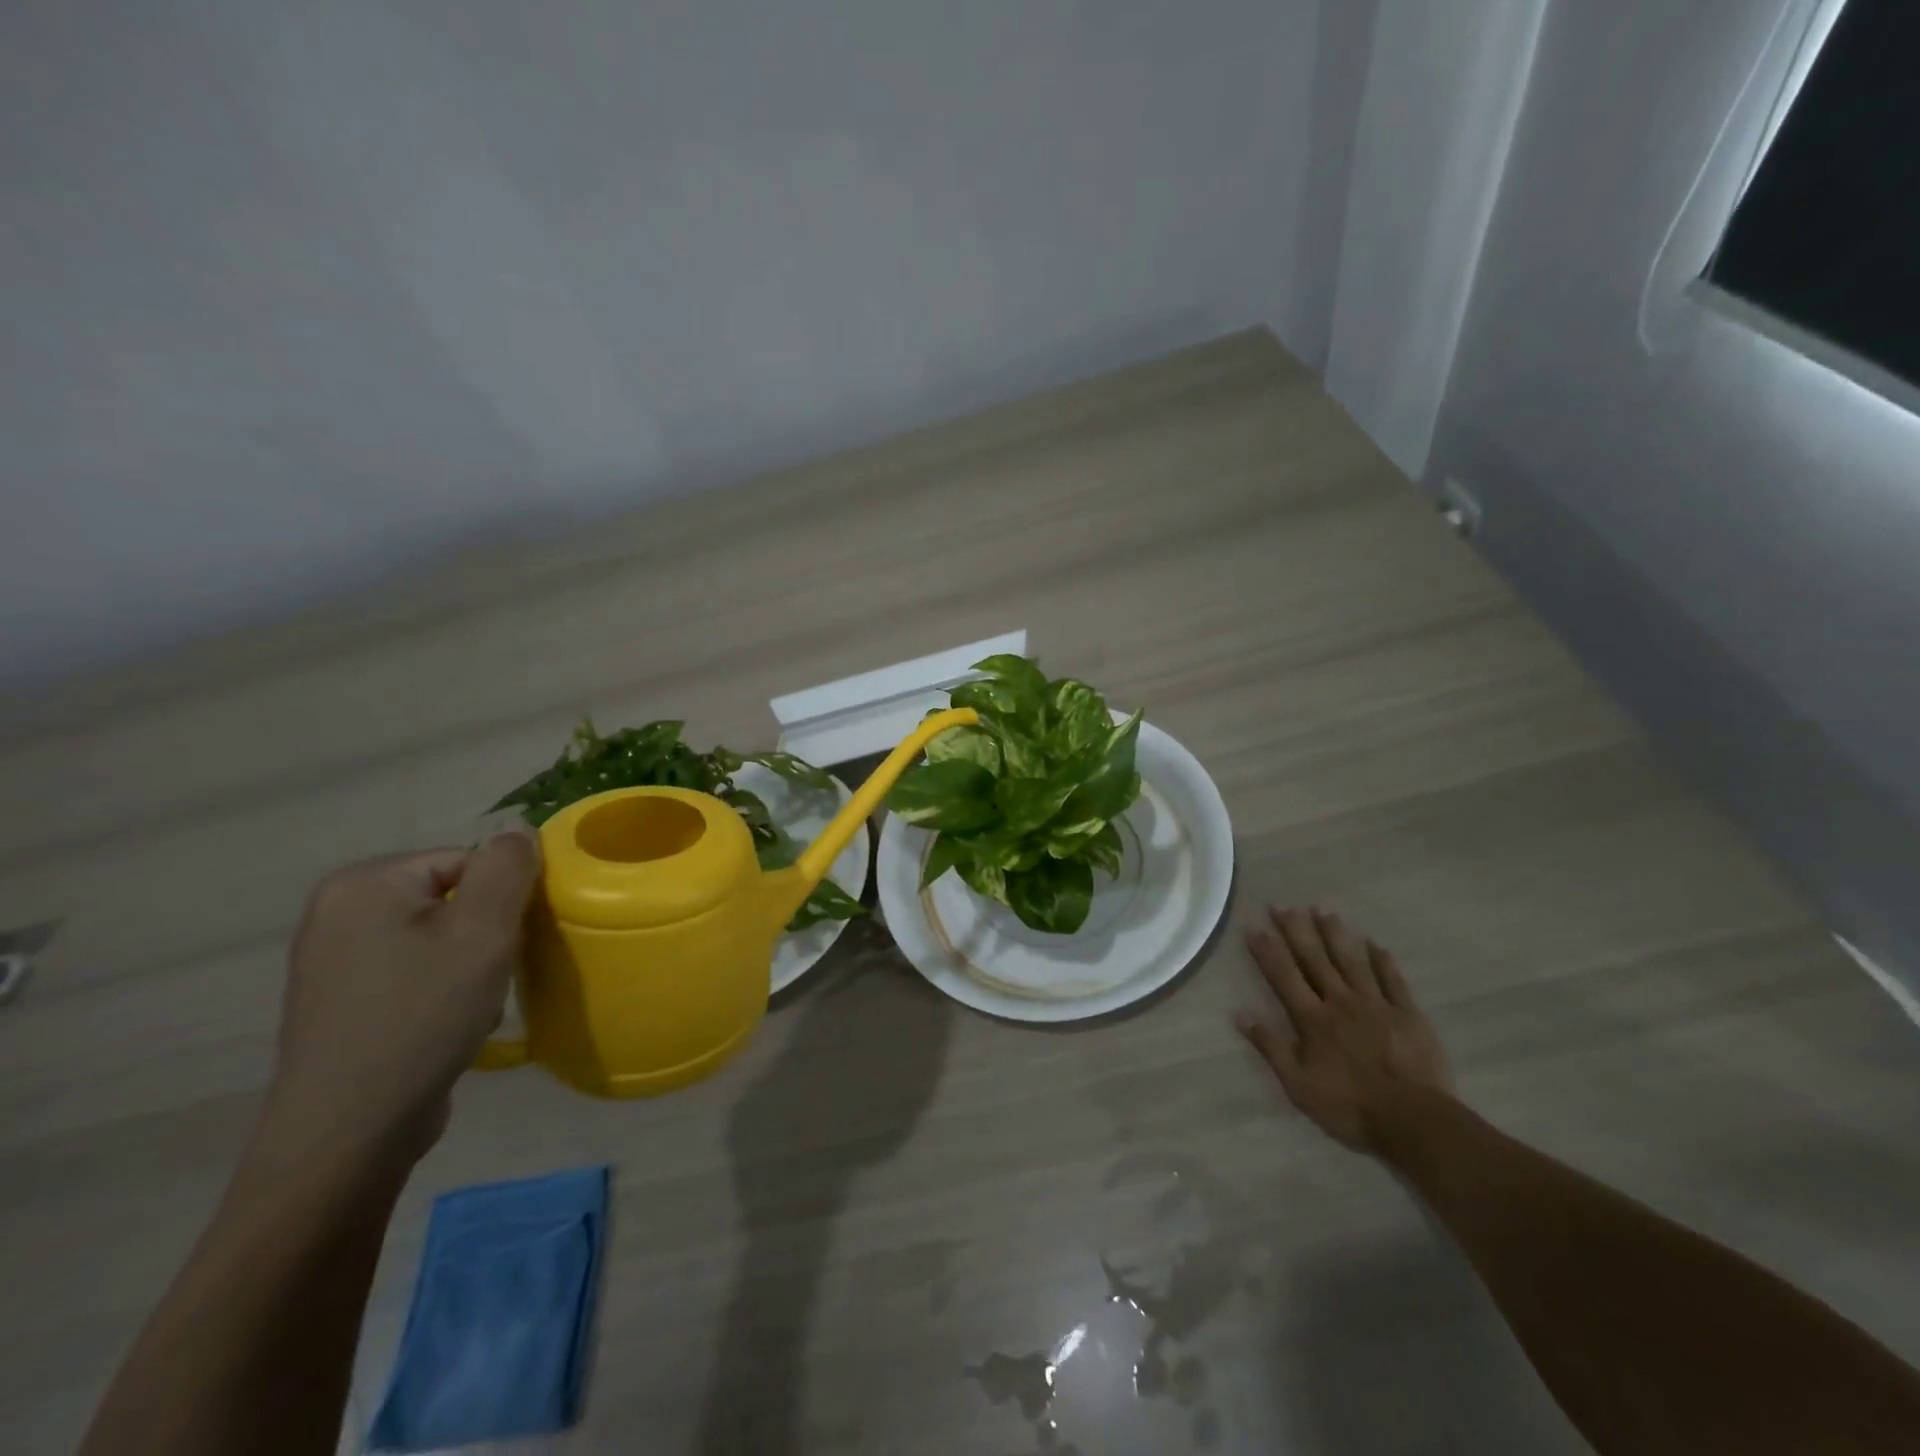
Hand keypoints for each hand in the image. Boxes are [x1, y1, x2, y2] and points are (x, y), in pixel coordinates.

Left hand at [256, 828, 541, 1176]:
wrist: (349, 1133)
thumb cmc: (421, 1017)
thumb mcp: (482, 932)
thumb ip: (507, 868)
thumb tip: (516, 825)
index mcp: (363, 884)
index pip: (467, 860)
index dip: (504, 897)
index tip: (513, 941)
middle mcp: (338, 912)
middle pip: (453, 897)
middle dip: (486, 933)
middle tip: (495, 974)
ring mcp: (335, 960)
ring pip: (440, 937)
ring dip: (471, 964)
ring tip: (474, 1004)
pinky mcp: (344, 1002)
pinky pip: (416, 970)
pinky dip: (444, 989)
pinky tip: (450, 1024)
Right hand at [1235, 906, 1454, 1152]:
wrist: (1415, 1121)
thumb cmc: (1350, 1107)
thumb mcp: (1298, 1086)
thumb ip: (1271, 1047)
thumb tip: (1240, 1013)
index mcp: (1313, 1020)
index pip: (1285, 977)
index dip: (1268, 951)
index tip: (1254, 926)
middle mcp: (1341, 1002)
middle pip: (1315, 960)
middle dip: (1297, 931)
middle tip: (1284, 906)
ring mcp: (1377, 1005)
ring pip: (1352, 961)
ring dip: (1336, 935)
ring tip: (1323, 909)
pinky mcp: (1408, 1015)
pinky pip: (1393, 981)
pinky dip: (1383, 961)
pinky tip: (1376, 944)